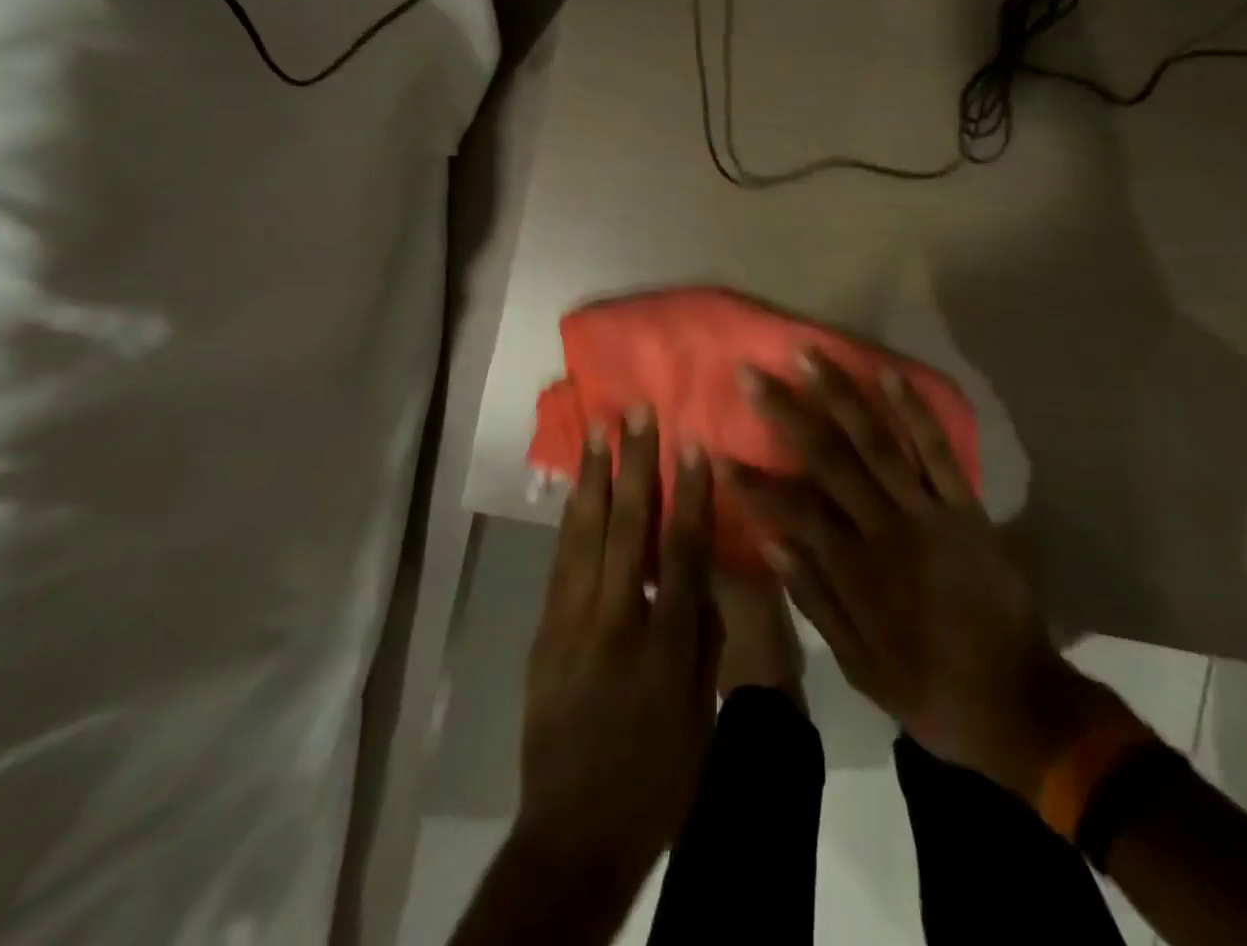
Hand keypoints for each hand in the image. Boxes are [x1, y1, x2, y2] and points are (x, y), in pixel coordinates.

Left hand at [517, 410, 719, 884]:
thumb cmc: (655, 779)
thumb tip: (701, 580)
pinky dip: (570, 518)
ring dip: (593, 477)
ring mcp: (571, 622)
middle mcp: (614, 620)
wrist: (573, 833)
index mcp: (663, 645)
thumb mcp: (699, 715)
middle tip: (635, 414)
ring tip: (597, 431)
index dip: (688, 494)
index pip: (680, 552)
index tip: (692, 445)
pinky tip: (576, 489)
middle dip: (633, 465)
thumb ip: (702, 640)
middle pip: (626, 528)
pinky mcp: (545, 630)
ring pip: (583, 533)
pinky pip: (560, 560)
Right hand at [727, 354, 1112, 798]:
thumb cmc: (931, 689)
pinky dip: (914, 411)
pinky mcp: (966, 507)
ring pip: (877, 441)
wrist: (1021, 703)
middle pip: (828, 458)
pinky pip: (937, 451)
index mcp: (856, 569)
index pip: (793, 509)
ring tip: (810, 355)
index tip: (718, 450)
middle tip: (752, 374)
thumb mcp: (860, 667)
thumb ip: (815, 600)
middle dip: (785, 413)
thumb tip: (771, 542)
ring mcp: (928, 512)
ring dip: (841, 395)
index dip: (753, 481)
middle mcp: (885, 528)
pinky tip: (889, 374)